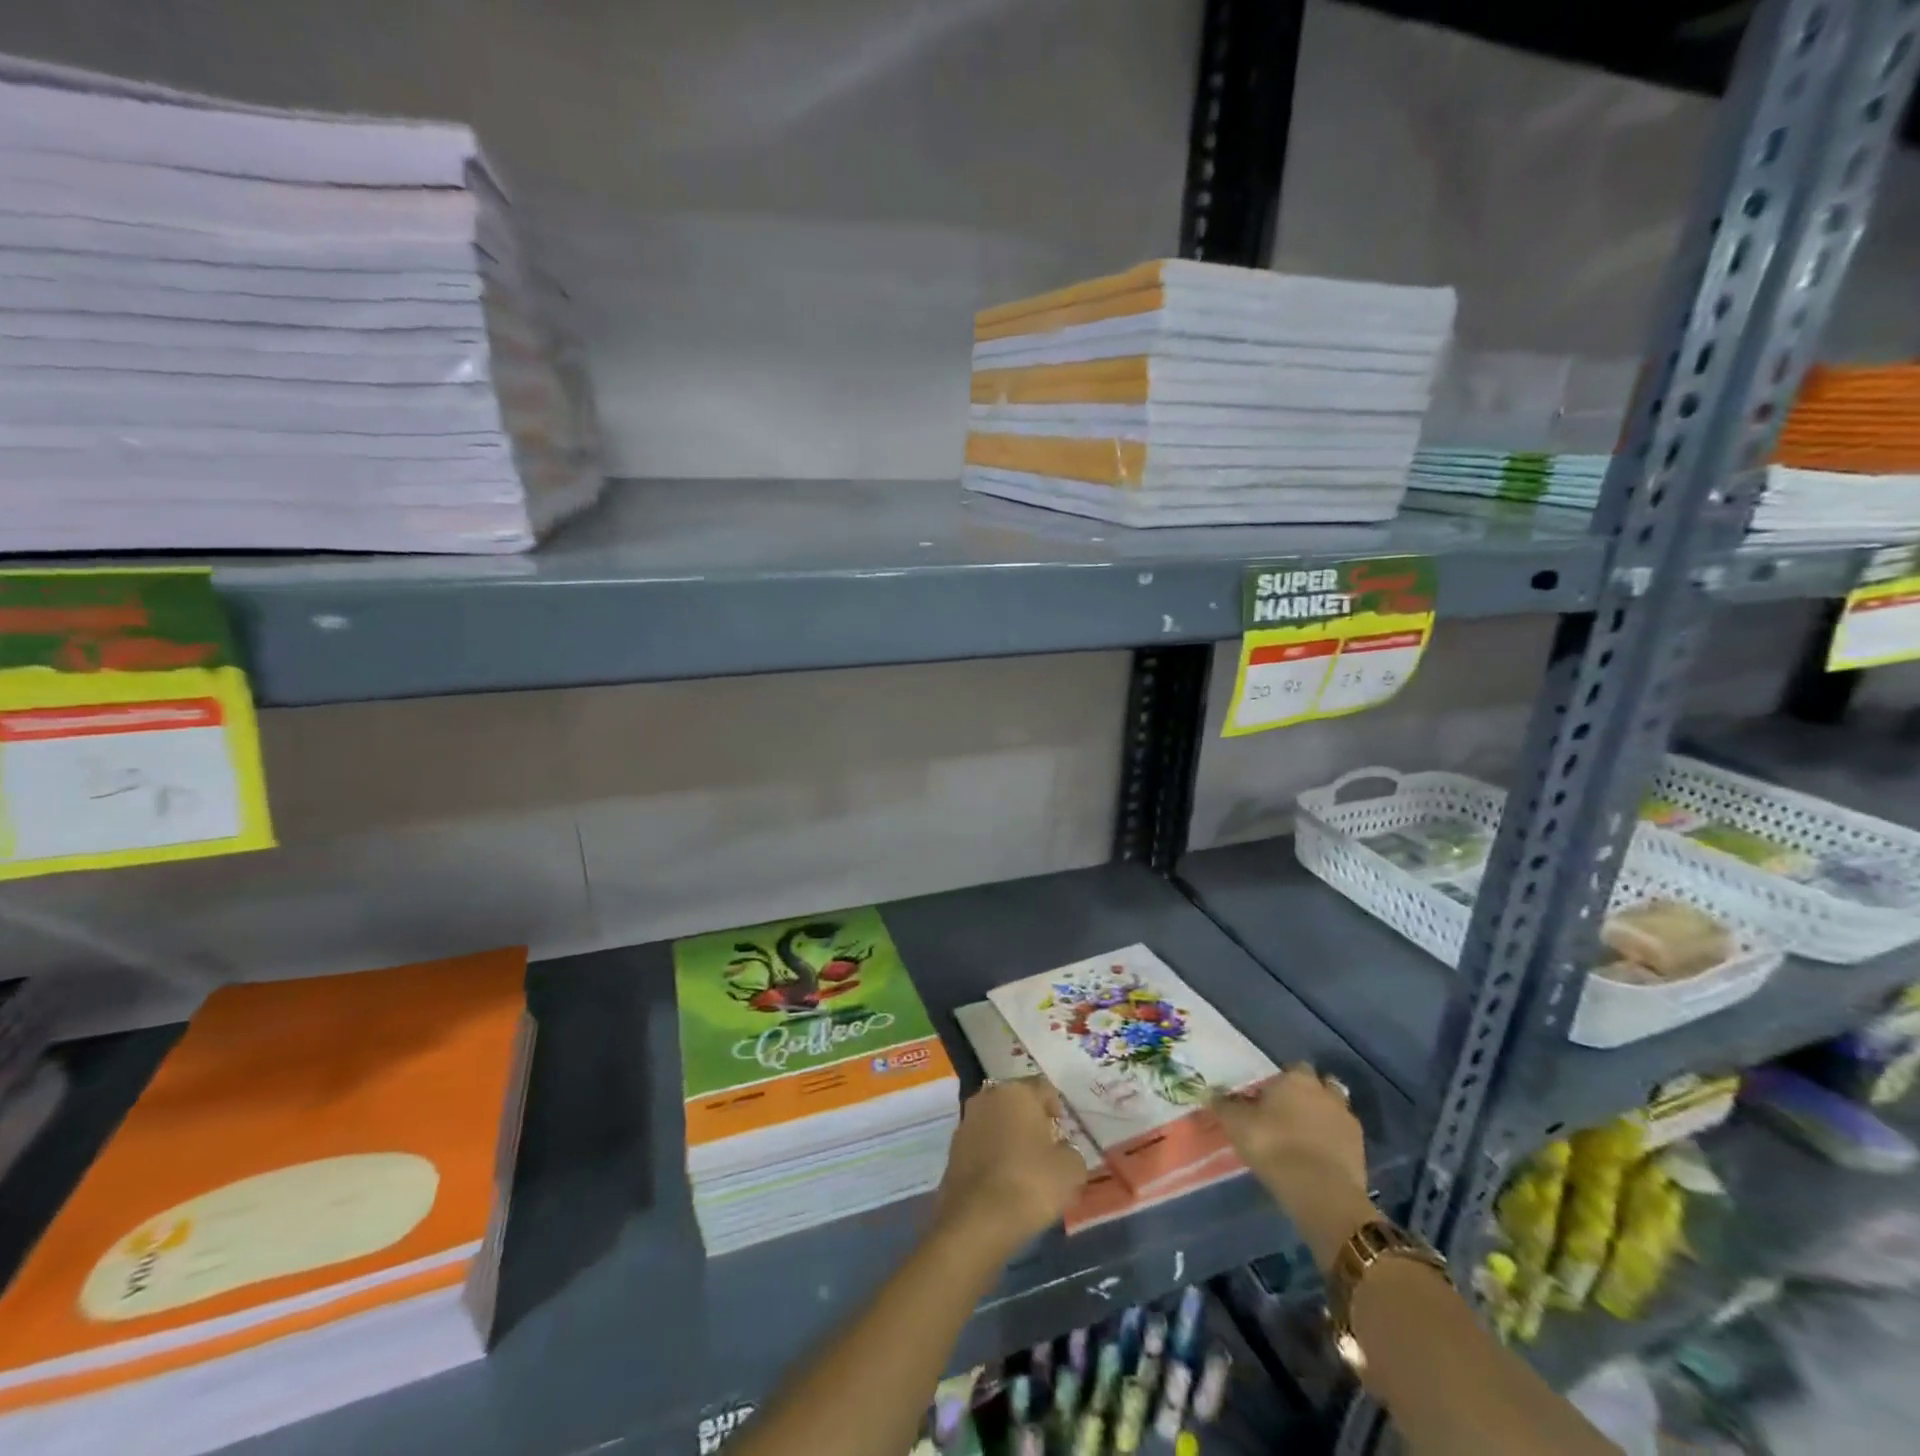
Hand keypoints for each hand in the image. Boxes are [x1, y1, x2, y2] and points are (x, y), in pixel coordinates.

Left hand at [935, 1078, 1087, 1256]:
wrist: (977, 1221)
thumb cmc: (1030, 1184)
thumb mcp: (1070, 1170)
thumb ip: (1071, 1152)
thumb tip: (1063, 1151)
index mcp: (1017, 1091)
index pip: (1044, 1088)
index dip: (1057, 1109)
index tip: (1063, 1133)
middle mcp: (988, 1097)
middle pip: (1016, 1101)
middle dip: (1031, 1119)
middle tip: (1046, 1147)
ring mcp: (966, 1121)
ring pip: (996, 1121)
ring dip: (1009, 1135)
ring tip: (1025, 1166)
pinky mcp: (952, 1149)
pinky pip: (981, 1143)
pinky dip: (993, 1154)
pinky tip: (1004, 1179)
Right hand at [1212, 1065, 1373, 1266]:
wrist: (1321, 1192)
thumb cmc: (1273, 1146)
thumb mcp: (1237, 1124)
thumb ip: (1224, 1105)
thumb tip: (1211, 1091)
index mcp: (1296, 1079)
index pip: (1293, 1067)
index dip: (1282, 1081)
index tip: (1269, 1097)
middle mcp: (1325, 1092)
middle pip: (1319, 1085)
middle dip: (1308, 1096)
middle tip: (1289, 1115)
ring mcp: (1347, 1120)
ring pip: (1334, 1110)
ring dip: (1323, 1119)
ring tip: (1305, 1138)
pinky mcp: (1361, 1150)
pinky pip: (1343, 1137)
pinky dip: (1334, 1143)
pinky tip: (1319, 1158)